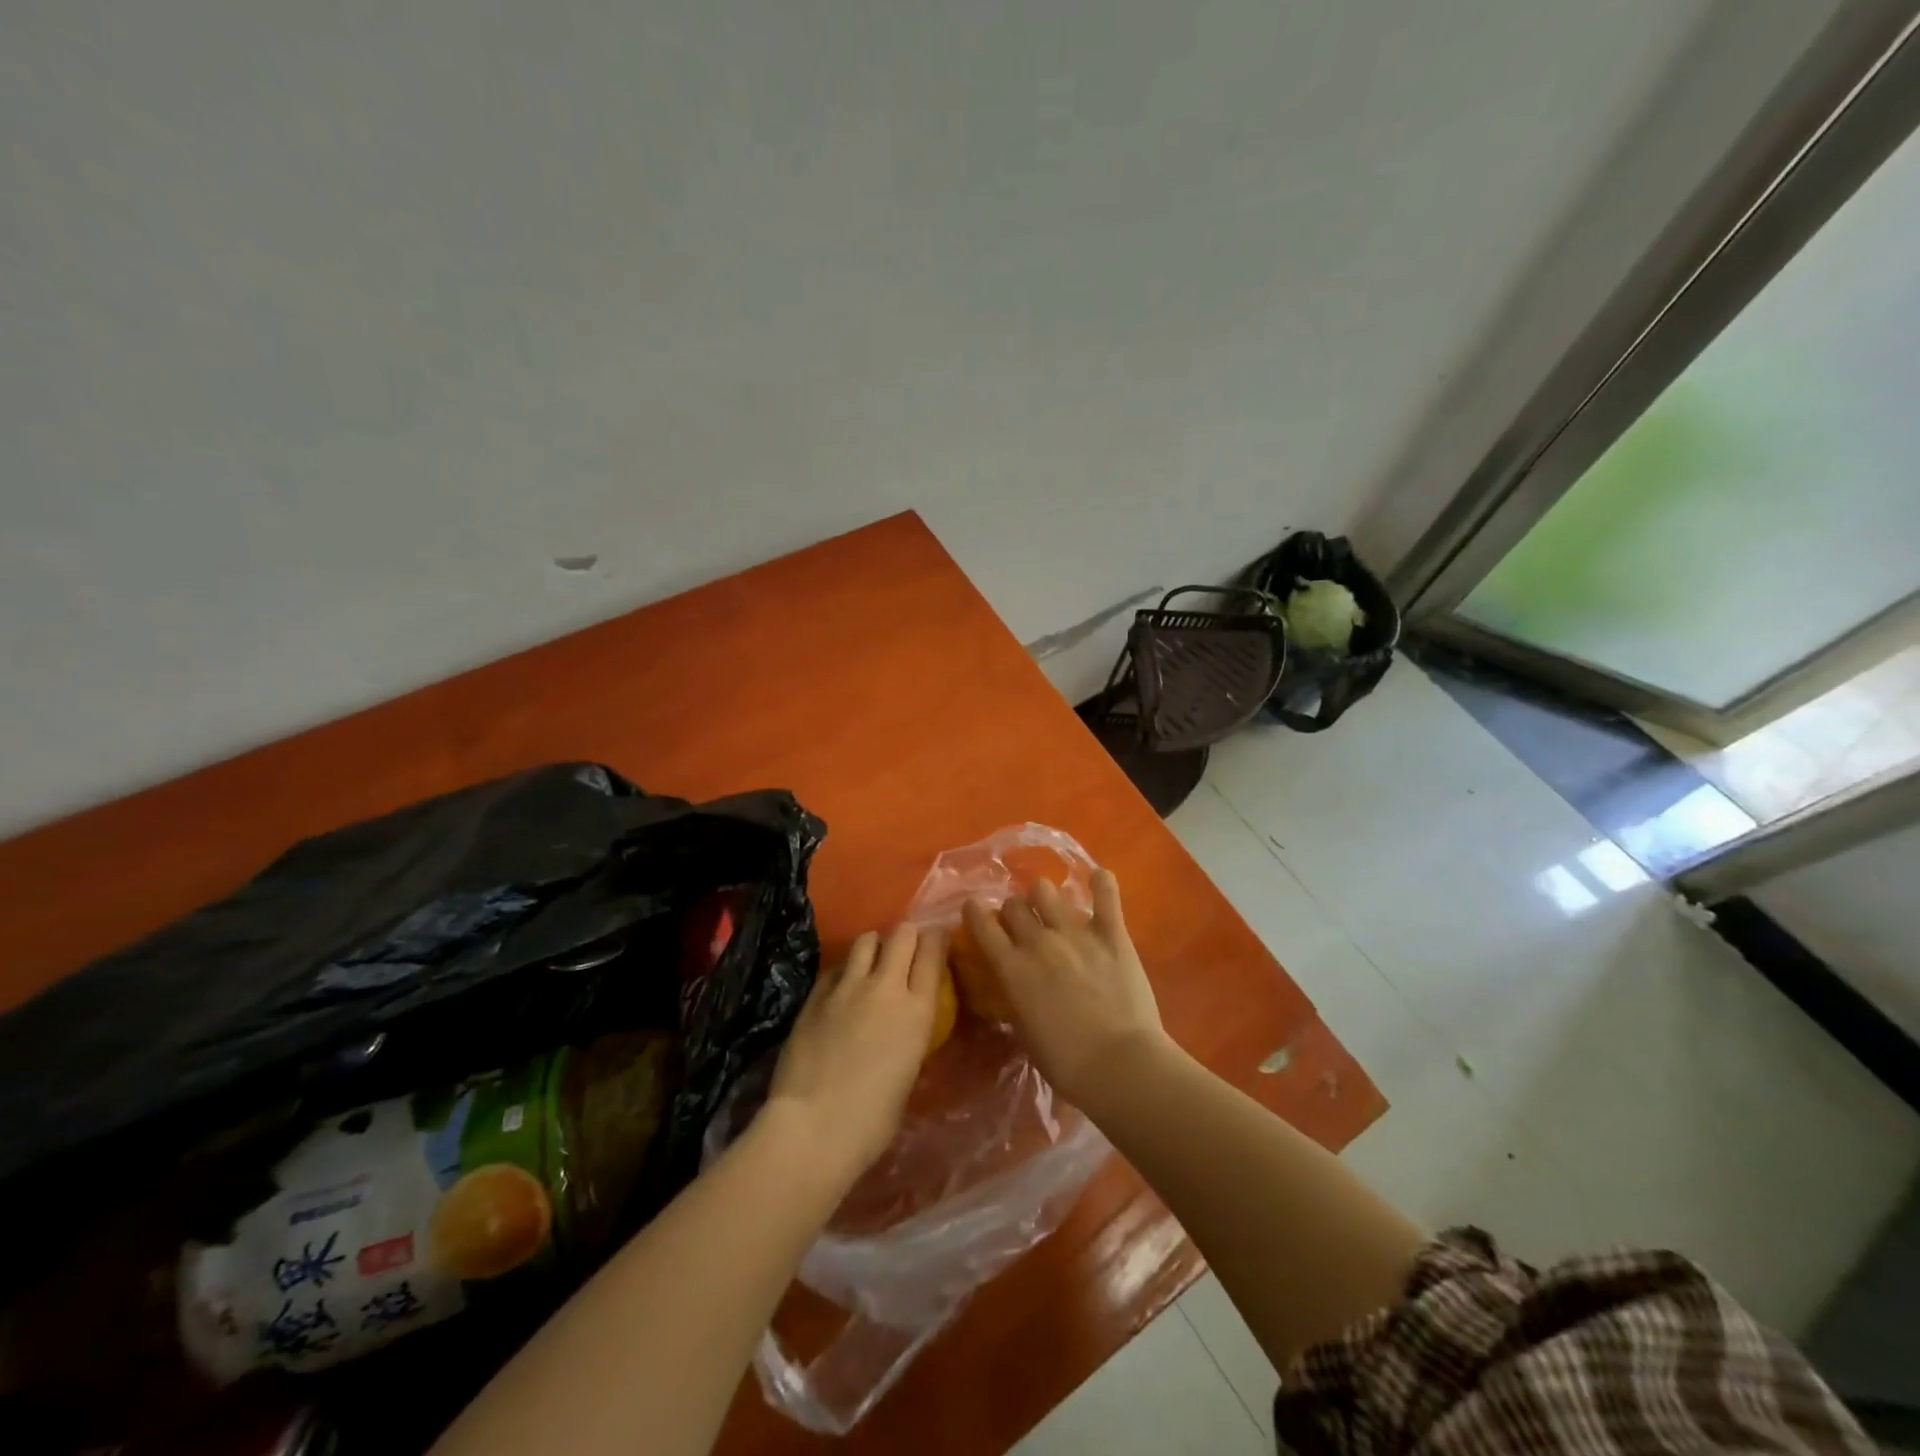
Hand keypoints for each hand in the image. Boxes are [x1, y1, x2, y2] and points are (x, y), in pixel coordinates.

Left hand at [763, 923, 944, 1190]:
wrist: (812, 1127)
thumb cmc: (871, 1121)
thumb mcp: (908, 1075)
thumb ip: (909, 1038)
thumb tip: (902, 1028)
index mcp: (917, 1011)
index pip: (933, 952)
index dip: (937, 940)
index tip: (938, 940)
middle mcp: (885, 987)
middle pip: (902, 934)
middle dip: (907, 936)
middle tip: (906, 950)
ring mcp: (847, 987)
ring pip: (866, 940)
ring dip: (874, 946)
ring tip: (873, 962)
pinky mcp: (816, 995)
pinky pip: (836, 967)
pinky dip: (844, 970)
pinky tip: (842, 987)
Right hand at [961, 869, 1169, 1112]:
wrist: (1120, 1065)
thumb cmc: (1067, 1064)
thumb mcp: (1025, 1032)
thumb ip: (1017, 999)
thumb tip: (1015, 985)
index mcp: (1013, 969)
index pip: (982, 925)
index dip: (975, 913)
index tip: (974, 909)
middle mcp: (1039, 942)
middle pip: (1014, 905)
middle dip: (1014, 911)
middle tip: (1023, 923)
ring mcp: (1076, 934)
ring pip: (1046, 891)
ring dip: (1045, 896)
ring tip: (1053, 906)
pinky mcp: (1112, 934)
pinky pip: (1105, 895)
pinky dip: (1101, 883)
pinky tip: (1099, 878)